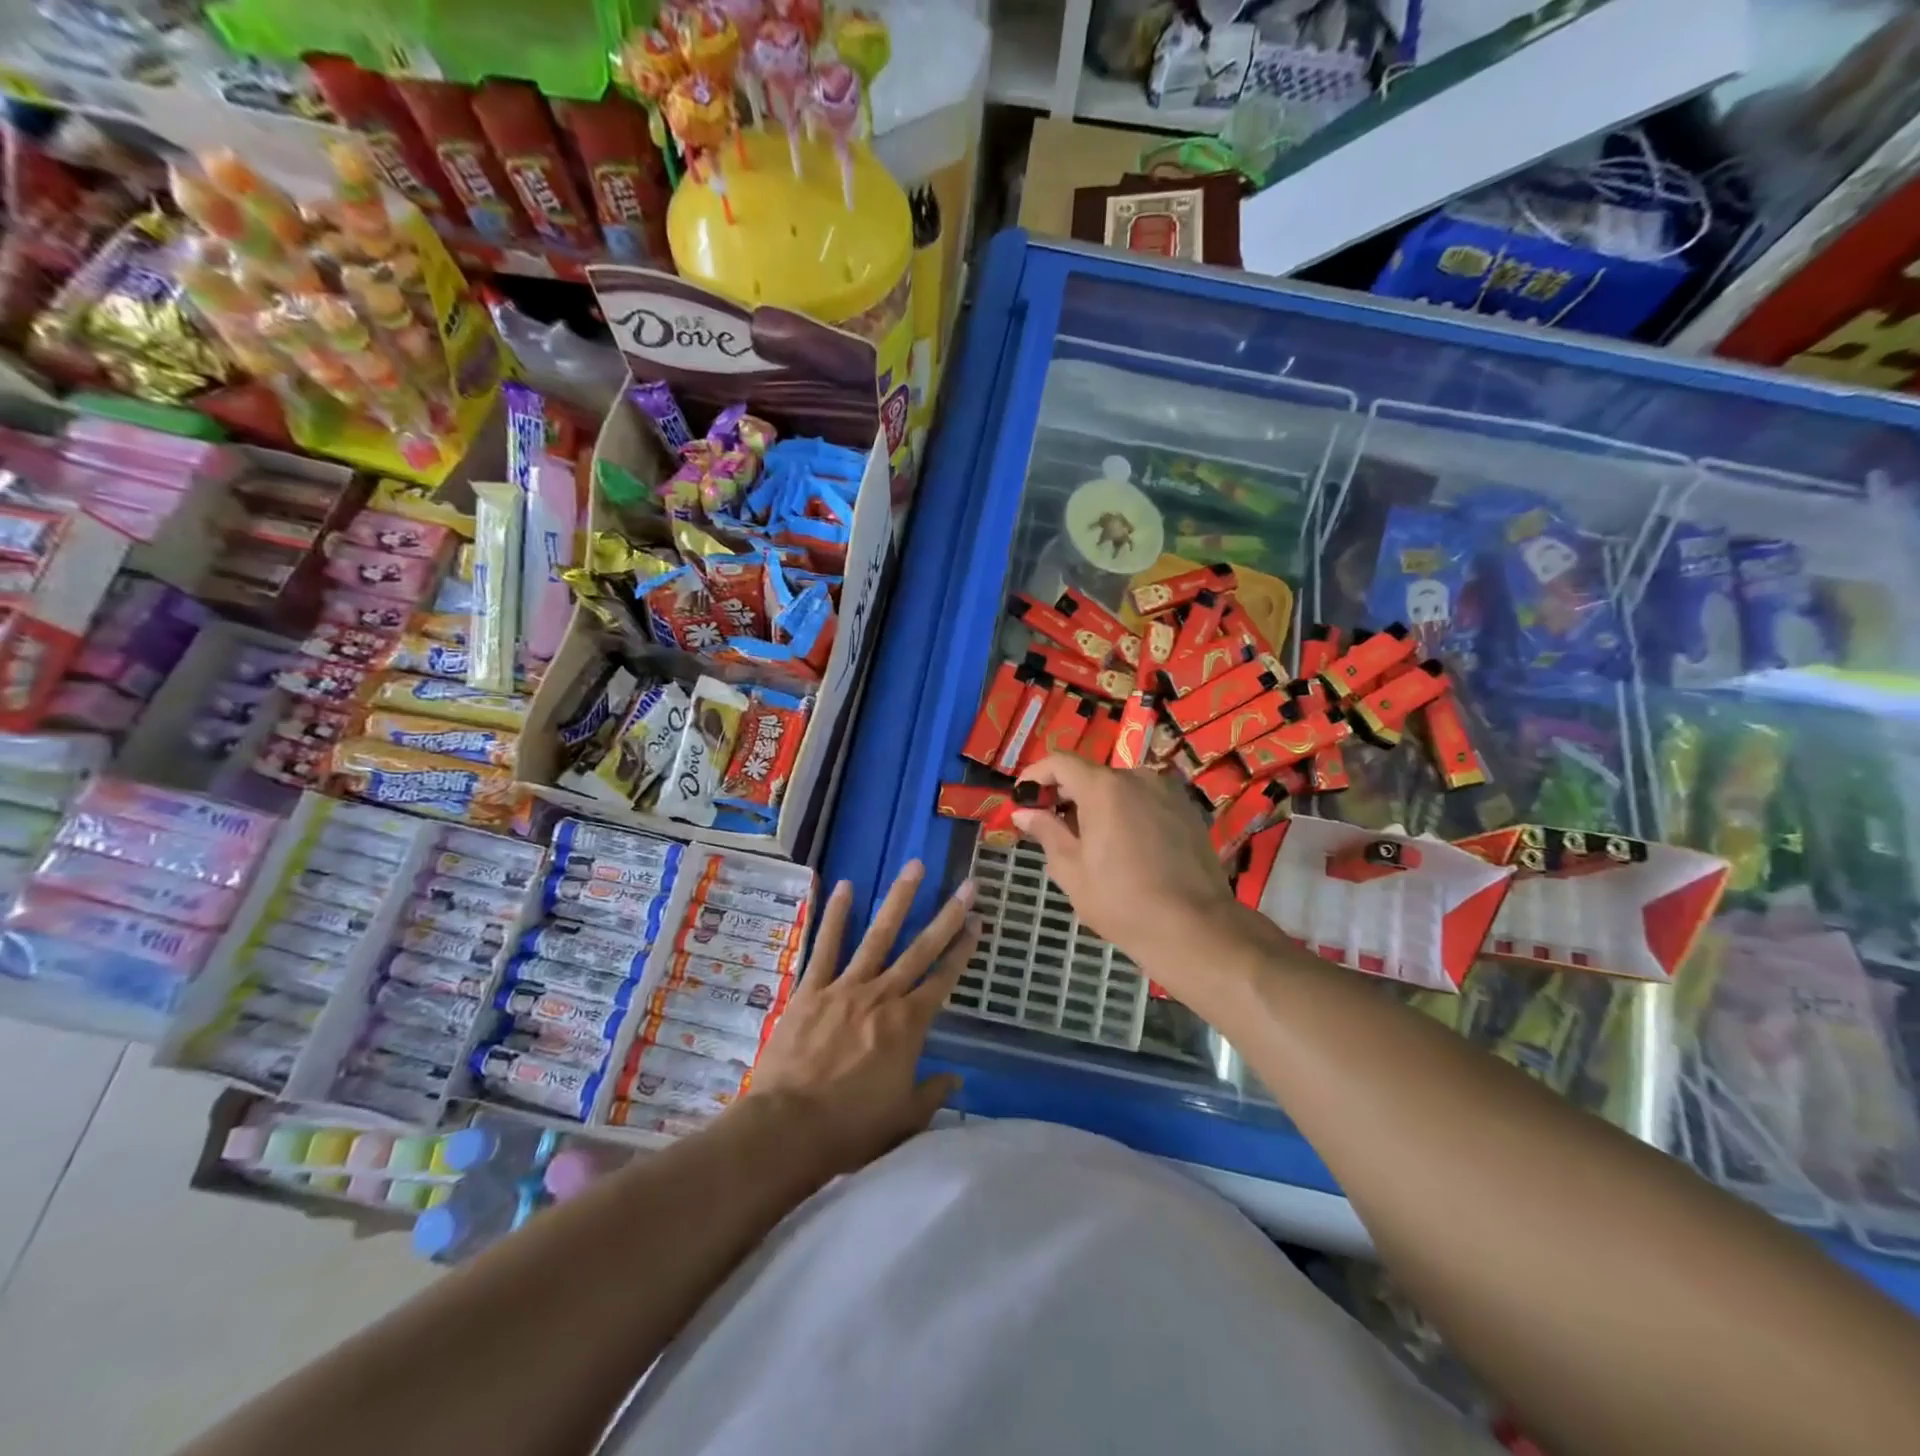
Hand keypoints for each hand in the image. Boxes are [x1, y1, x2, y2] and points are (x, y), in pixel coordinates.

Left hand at [750, 861, 976, 1178]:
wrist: (789, 1128)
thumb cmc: (851, 1128)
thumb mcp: (903, 1119)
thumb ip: (932, 1094)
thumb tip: (956, 1079)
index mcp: (908, 1025)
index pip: (944, 979)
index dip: (963, 950)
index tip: (978, 922)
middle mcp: (882, 996)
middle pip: (920, 949)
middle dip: (947, 915)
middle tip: (967, 884)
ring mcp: (845, 987)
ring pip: (879, 935)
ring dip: (899, 899)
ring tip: (915, 867)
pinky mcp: (811, 989)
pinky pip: (825, 946)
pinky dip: (836, 915)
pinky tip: (846, 886)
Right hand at [1013, 755, 1240, 977]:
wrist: (1194, 927)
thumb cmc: (1121, 901)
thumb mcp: (1071, 870)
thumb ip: (1046, 831)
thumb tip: (1023, 812)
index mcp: (1104, 787)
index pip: (1060, 762)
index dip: (1036, 775)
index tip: (1022, 798)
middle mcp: (1137, 776)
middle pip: (1091, 775)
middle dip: (1067, 794)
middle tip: (1050, 825)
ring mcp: (1167, 791)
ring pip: (1120, 788)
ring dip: (1098, 804)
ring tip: (1089, 840)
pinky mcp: (1187, 809)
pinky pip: (1145, 800)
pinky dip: (1127, 812)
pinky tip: (1124, 845)